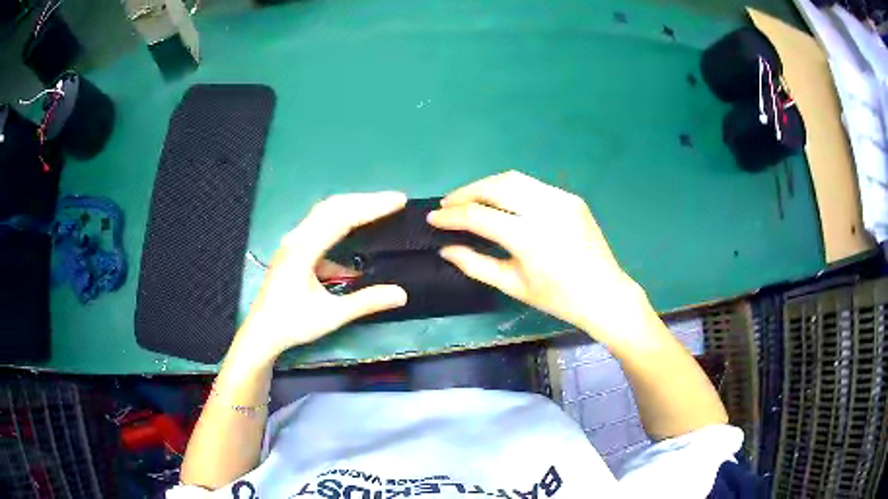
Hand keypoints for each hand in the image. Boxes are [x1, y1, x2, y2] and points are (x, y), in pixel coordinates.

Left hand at [234, 193, 408, 362]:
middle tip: (394, 199)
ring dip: (353, 208)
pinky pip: (320, 227)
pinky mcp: (294, 248)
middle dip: (365, 200)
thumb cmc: (293, 324)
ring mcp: (293, 241)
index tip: (398, 201)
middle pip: (333, 206)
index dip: (372, 207)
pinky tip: (356, 240)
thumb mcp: (332, 316)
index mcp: (304, 249)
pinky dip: (341, 225)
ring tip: (379, 208)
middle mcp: (297, 237)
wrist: (262, 332)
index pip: (342, 217)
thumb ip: (366, 302)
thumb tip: (402, 294)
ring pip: (325, 213)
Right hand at [428, 171, 651, 345]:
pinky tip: (502, 202)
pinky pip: (533, 186)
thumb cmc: (557, 298)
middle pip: (494, 186)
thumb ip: (475, 264)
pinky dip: (510, 190)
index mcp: (528, 237)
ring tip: (470, 198)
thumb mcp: (513, 285)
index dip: (451, 215)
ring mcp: (560, 199)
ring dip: (486, 185)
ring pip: (513, 179)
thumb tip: (446, 248)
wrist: (604, 293)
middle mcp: (544, 209)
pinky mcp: (571, 197)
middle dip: (465, 192)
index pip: (478, 216)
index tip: (433, 217)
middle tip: (448, 204)